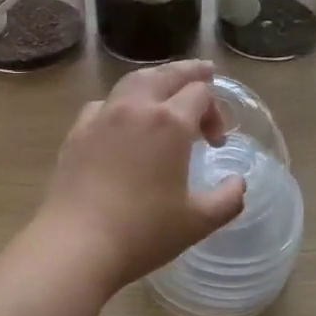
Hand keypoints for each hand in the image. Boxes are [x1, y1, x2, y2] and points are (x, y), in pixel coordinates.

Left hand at [35, 62, 246, 293]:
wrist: (77, 243)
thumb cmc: (143, 232)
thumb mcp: (198, 222)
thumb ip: (227, 199)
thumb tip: (238, 184)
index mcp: (170, 122)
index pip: (200, 93)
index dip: (215, 111)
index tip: (216, 143)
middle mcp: (136, 107)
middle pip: (167, 74)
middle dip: (189, 72)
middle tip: (205, 72)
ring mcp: (103, 116)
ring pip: (133, 81)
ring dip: (155, 79)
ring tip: (165, 87)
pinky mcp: (77, 131)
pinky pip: (104, 103)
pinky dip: (121, 101)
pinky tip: (121, 119)